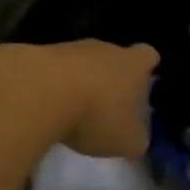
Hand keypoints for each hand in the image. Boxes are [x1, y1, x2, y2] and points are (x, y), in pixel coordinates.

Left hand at [24, 40, 158, 158]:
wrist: (41, 92)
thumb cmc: (97, 114)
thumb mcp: (126, 140)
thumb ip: (136, 139)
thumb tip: (136, 138)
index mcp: (133, 64)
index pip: (148, 55)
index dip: (147, 67)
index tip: (142, 83)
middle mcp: (106, 48)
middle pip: (114, 57)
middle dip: (112, 78)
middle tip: (108, 105)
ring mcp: (72, 48)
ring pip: (83, 62)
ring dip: (81, 81)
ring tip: (75, 110)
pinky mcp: (41, 55)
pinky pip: (56, 70)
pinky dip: (55, 86)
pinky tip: (49, 107)